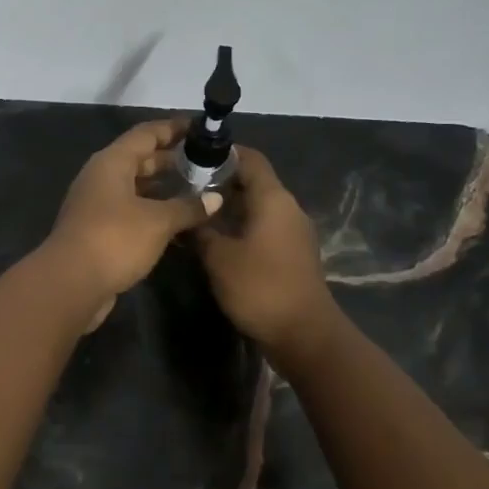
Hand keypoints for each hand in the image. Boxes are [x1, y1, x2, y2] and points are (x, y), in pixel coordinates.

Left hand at [44, 119, 221, 329]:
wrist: (71, 283)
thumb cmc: (114, 239)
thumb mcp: (158, 221)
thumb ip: (187, 207)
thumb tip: (215, 198)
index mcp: (112, 162)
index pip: (146, 133)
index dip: (173, 128)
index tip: (200, 128)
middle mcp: (101, 177)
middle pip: (140, 159)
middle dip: (171, 160)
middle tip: (206, 163)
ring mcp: (97, 204)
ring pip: (136, 188)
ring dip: (163, 189)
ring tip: (198, 192)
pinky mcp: (98, 230)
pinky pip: (131, 211)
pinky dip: (153, 212)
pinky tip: (178, 223)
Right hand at [194, 147, 337, 352]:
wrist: (304, 335)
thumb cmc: (260, 287)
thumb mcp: (218, 257)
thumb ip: (200, 230)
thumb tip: (186, 215)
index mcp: (273, 199)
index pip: (250, 158)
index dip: (222, 153)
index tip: (191, 156)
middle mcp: (287, 208)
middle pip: (253, 181)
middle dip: (220, 180)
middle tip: (184, 185)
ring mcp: (293, 232)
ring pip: (257, 206)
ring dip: (229, 205)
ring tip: (195, 211)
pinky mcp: (292, 253)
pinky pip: (264, 227)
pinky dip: (241, 225)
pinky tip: (216, 238)